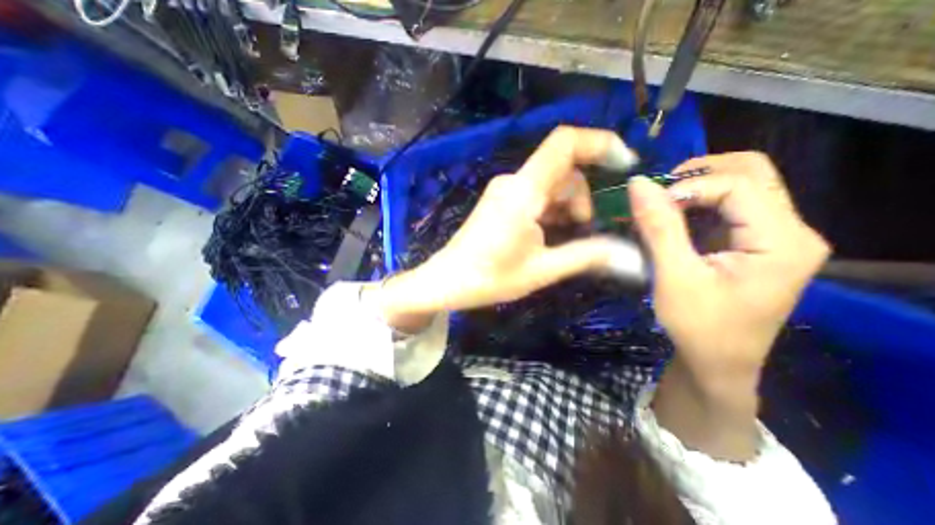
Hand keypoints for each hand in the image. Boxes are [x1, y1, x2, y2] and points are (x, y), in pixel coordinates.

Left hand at [370, 126, 639, 329]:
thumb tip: (632, 257)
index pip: (565, 143)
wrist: (447, 281)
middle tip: (584, 231)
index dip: (600, 143)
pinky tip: (549, 235)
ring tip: (566, 239)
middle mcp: (513, 182)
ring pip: (550, 184)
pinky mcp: (500, 201)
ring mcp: (504, 191)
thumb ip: (587, 256)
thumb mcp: (543, 269)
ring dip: (566, 206)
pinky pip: (534, 195)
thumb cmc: (490, 277)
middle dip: (582, 197)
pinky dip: (550, 210)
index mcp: (523, 191)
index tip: (625, 166)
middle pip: (562, 170)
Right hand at [636, 149, 832, 458]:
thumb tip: (638, 183)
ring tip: (662, 206)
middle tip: (658, 193)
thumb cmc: (698, 326)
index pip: (739, 186)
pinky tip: (674, 220)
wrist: (717, 363)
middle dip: (699, 175)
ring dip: (697, 188)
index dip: (689, 187)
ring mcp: (775, 237)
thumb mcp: (674, 276)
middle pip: (752, 173)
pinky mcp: (756, 245)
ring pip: (742, 186)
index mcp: (783, 241)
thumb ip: (658, 227)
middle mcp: (791, 232)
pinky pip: (731, 207)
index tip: (651, 208)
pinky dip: (699, 204)